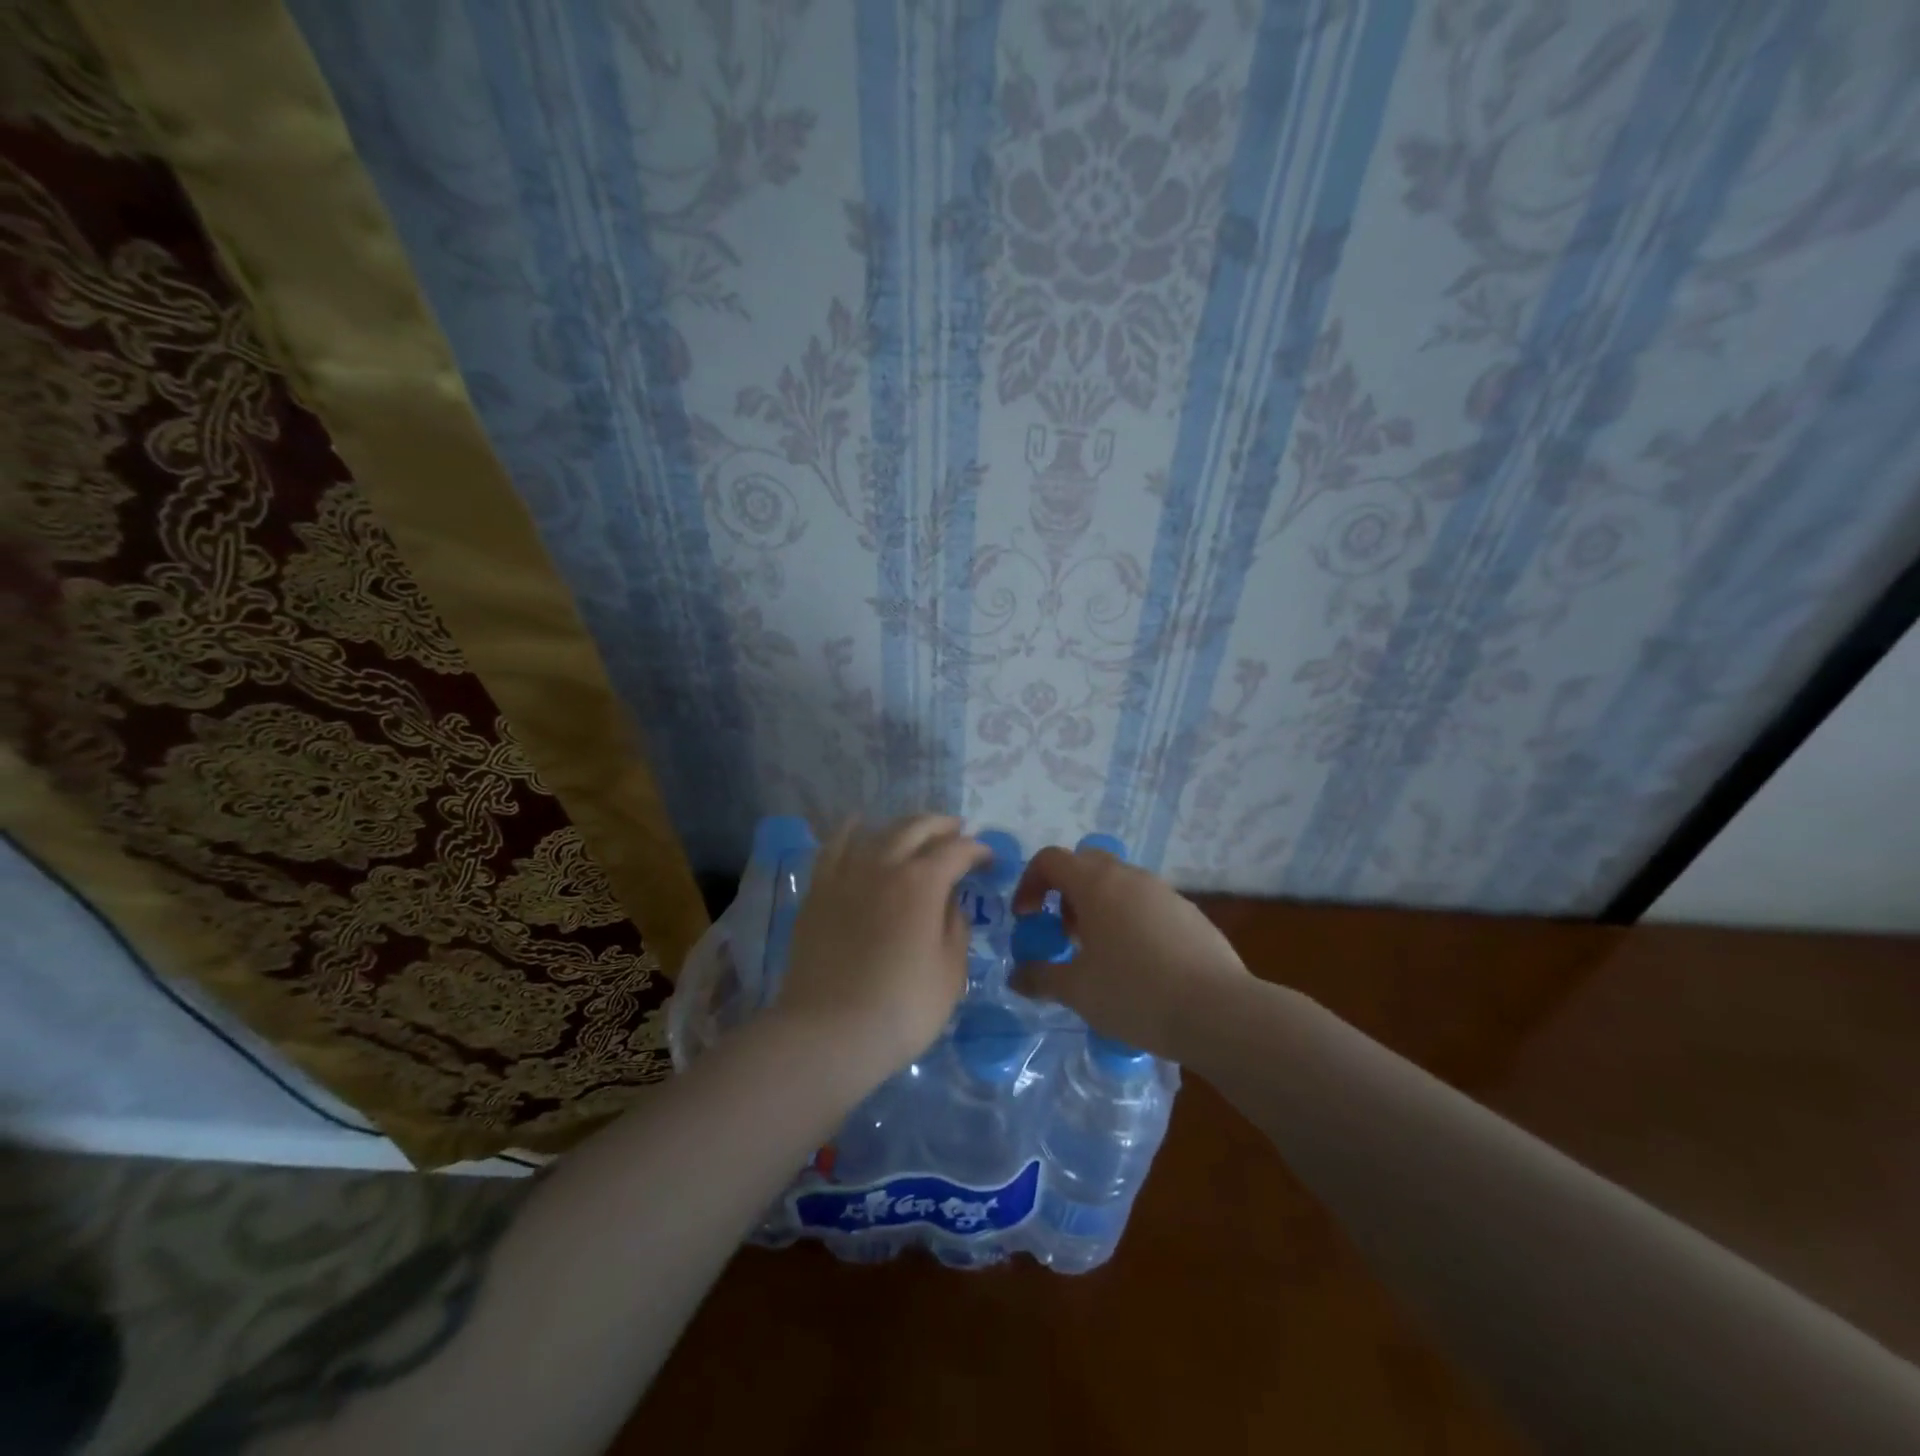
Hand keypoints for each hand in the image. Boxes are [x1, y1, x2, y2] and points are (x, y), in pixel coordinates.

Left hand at [773, 815, 987, 1086]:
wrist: (829, 1032)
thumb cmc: (902, 1007)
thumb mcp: (950, 972)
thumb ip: (956, 927)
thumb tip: (950, 901)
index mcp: (923, 882)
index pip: (957, 851)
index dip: (978, 850)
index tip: (989, 860)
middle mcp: (884, 865)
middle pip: (917, 828)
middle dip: (943, 826)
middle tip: (958, 832)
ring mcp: (847, 874)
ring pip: (879, 831)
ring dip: (904, 826)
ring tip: (917, 832)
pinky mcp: (819, 890)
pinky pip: (835, 846)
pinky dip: (851, 831)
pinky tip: (858, 825)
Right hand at [1008, 844, 1250, 1057]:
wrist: (1219, 1012)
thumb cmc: (1135, 994)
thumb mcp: (1077, 991)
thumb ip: (1041, 977)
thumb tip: (1017, 976)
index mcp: (1096, 884)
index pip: (1051, 859)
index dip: (1030, 883)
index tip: (1027, 919)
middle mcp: (1130, 877)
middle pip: (1086, 865)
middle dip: (1065, 893)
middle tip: (1062, 934)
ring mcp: (1164, 892)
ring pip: (1119, 884)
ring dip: (1098, 907)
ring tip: (1099, 954)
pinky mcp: (1189, 913)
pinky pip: (1147, 904)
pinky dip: (1129, 920)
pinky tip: (1138, 966)